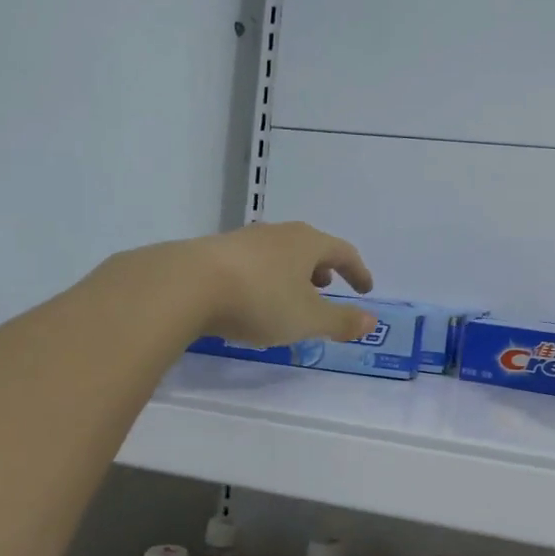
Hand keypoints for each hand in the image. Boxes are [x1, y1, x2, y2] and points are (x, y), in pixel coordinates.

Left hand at [179, 221, 376, 345]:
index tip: (365, 289)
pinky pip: (251, 263)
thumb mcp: (308, 319)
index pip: (343, 252)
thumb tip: (372, 321)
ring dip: (290, 273)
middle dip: (322, 268)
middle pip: (309, 247)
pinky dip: (263, 278)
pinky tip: (251, 299)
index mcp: (307, 243)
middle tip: (326, 287)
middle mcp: (278, 234)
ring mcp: (243, 240)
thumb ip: (341, 321)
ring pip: (278, 254)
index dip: (357, 271)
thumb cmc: (259, 300)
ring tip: (289, 296)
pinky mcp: (212, 252)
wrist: (183, 285)